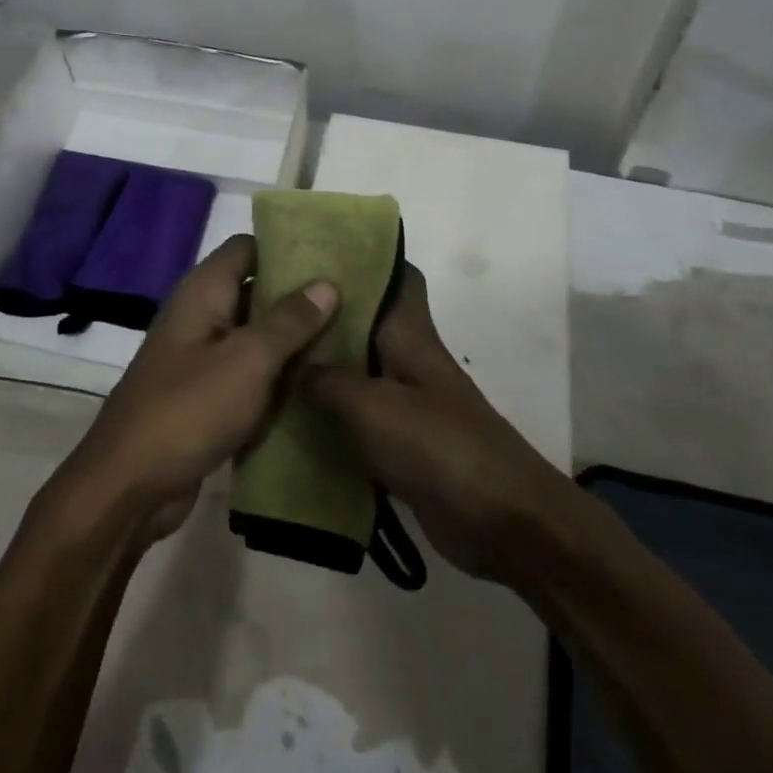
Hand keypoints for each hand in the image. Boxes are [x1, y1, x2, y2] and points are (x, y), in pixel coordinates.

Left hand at [56, 234, 338, 543]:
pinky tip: (320, 381)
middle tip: (354, 298)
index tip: (333, 254)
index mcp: (204, 292)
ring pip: (257, 336)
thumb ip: (289, 321)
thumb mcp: (247, 360)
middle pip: (257, 290)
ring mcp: (204, 358)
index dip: (287, 246)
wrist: (128, 490)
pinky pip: (251, 374)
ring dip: (294, 339)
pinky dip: (279, 375)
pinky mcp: (209, 396)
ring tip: (350, 335)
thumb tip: (327, 284)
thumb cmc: (188, 410)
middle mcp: (202, 316)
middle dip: (300, 295)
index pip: (248, 247)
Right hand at [301, 265, 573, 582]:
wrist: (503, 521)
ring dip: (323, 366)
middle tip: (273, 306)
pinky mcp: (404, 443)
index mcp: (411, 336)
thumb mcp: (374, 408)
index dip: (365, 257)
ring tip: (270, 359)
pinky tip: (292, 420)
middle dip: (327, 313)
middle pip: (367, 323)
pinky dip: (330, 415)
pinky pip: (359, 417)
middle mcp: (409, 360)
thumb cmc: (440, 448)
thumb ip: (328, 382)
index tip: (318, 251)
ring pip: (359, 370)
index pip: (397, 277)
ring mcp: (409, 403)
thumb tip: (290, 365)